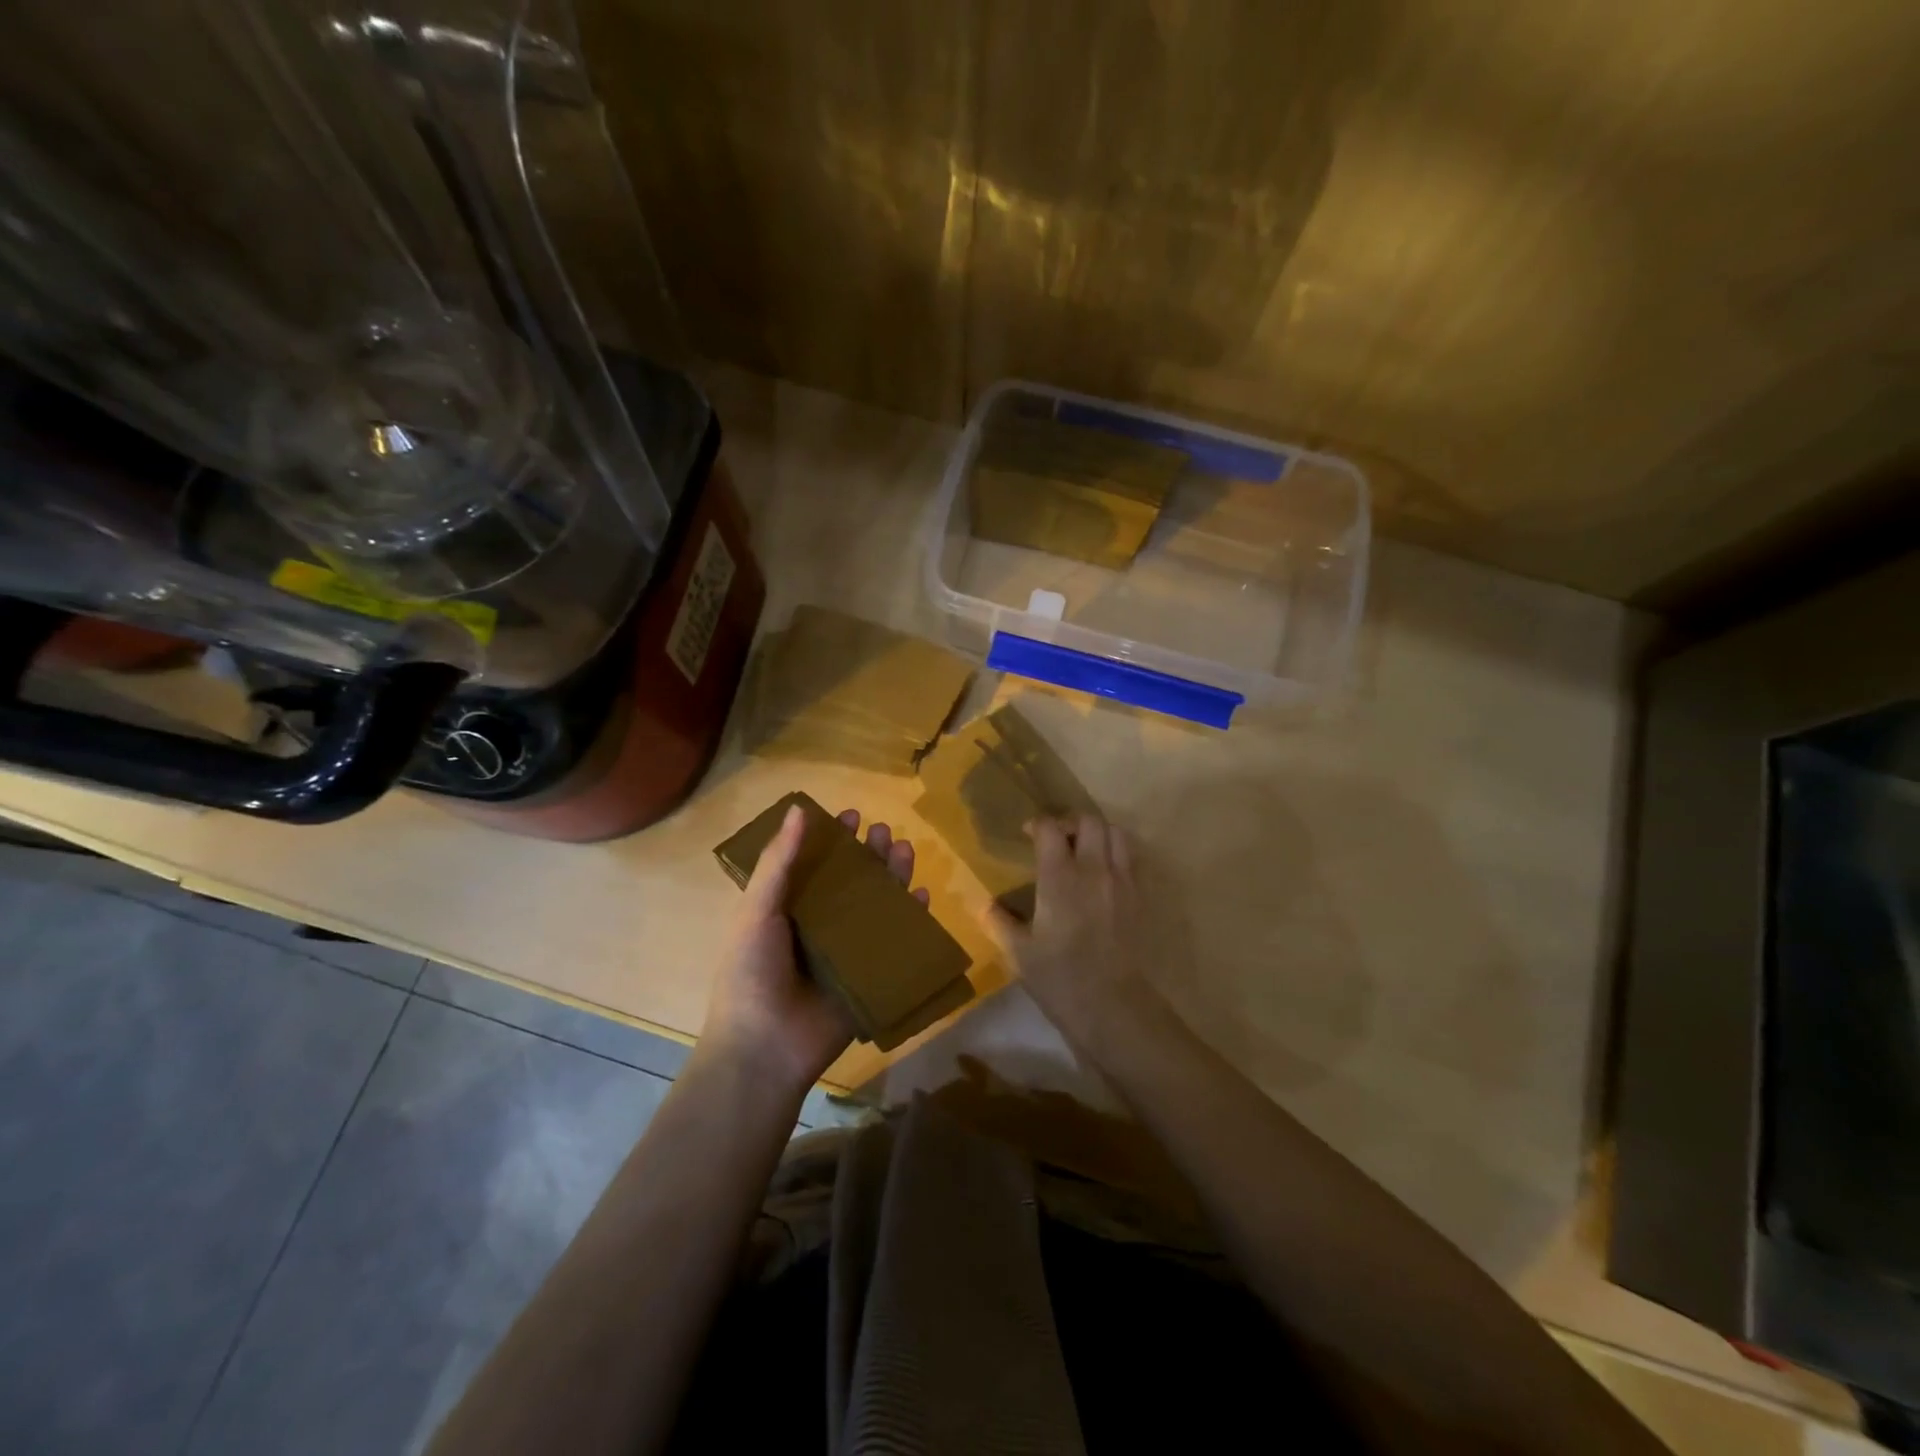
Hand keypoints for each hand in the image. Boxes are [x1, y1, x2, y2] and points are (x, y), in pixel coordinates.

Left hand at [702, 804, 929, 1094]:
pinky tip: (922, 896)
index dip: (833, 839)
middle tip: (884, 832)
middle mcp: (819, 926)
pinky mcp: (870, 977)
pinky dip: (911, 919)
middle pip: (852, 882)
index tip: (852, 815)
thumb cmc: (752, 973)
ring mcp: (847, 952)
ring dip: (892, 877)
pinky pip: (896, 943)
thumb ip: (779, 862)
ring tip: (904, 851)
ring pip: (877, 906)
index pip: (815, 865)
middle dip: (869, 855)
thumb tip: (799, 809)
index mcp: (788, 910)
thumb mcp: (757, 911)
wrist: (765, 1048)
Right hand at [987, 813, 1155, 1046]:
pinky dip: (1116, 853)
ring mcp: (1121, 881)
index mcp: (1059, 877)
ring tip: (1083, 850)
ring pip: (1116, 832)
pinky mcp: (1139, 896)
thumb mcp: (1019, 952)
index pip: (1050, 828)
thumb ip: (999, 921)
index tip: (1027, 834)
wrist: (1113, 1006)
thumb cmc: (1060, 978)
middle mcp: (1093, 869)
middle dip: (1069, 821)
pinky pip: (1130, 858)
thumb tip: (984, 904)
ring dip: (1098, 832)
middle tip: (1056, 839)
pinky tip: (1102, 875)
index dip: (1037, 824)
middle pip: (1088, 820)